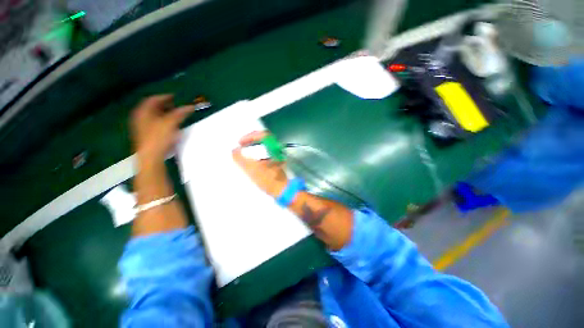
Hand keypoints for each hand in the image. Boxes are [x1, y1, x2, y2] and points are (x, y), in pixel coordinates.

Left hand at [131, 95, 193, 161]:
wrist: (150, 156)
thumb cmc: (158, 137)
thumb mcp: (171, 123)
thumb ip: (180, 113)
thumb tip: (191, 106)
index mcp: (143, 111)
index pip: (153, 99)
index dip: (165, 96)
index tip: (175, 97)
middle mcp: (140, 117)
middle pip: (153, 107)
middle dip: (165, 105)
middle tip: (176, 105)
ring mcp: (142, 126)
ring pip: (154, 116)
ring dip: (165, 114)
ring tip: (175, 115)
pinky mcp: (146, 135)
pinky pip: (155, 123)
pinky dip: (163, 121)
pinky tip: (170, 126)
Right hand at [232, 131, 288, 197]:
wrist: (282, 190)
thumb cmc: (268, 180)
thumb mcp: (252, 170)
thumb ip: (241, 159)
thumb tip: (234, 150)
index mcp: (273, 149)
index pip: (262, 135)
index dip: (250, 136)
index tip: (240, 143)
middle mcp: (276, 150)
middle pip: (263, 138)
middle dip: (251, 139)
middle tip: (241, 144)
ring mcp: (277, 156)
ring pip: (264, 145)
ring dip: (254, 145)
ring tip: (244, 150)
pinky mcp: (276, 161)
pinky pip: (265, 152)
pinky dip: (257, 152)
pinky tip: (251, 159)